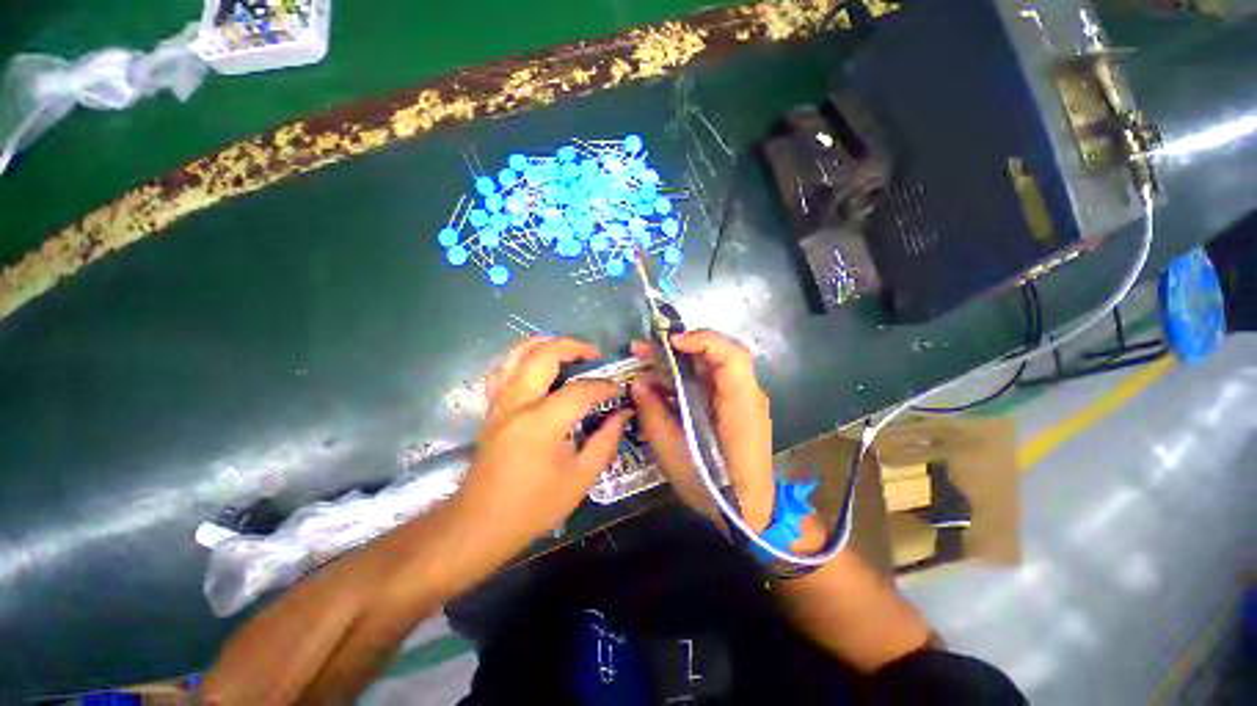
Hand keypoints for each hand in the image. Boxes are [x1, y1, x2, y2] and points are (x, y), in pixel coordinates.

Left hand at [452, 336, 629, 564]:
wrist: (480, 523)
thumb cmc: (534, 505)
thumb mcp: (580, 478)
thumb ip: (606, 441)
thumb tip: (623, 414)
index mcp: (543, 422)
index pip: (580, 390)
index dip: (604, 386)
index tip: (618, 389)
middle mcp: (518, 402)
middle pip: (544, 354)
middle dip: (573, 346)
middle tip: (594, 354)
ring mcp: (500, 402)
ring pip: (517, 353)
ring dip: (545, 343)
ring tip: (568, 350)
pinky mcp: (491, 408)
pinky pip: (505, 368)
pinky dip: (524, 357)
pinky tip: (538, 365)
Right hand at [630, 330, 776, 532]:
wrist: (749, 513)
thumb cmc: (715, 489)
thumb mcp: (675, 455)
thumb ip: (654, 415)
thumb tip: (637, 384)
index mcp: (740, 405)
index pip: (732, 356)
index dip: (702, 341)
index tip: (669, 343)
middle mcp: (744, 395)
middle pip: (716, 355)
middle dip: (677, 348)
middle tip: (641, 349)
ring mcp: (738, 400)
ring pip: (707, 367)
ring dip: (675, 363)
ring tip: (642, 365)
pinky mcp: (729, 407)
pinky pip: (705, 383)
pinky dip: (681, 380)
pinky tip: (658, 387)